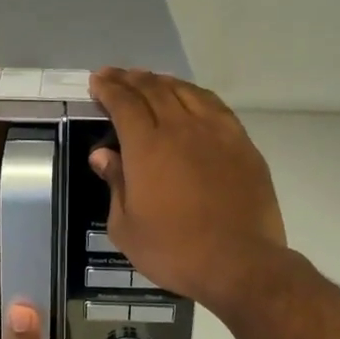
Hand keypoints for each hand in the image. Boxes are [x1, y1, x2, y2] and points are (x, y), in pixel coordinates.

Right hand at [87, 68, 287, 312]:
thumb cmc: (174, 250)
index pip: (123, 102)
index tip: (98, 81)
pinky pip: (214, 105)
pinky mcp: (242, 143)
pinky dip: (195, 94)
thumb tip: (103, 154)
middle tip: (117, 75)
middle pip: (153, 89)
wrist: (240, 263)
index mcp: (147, 145)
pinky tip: (191, 97)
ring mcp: (216, 132)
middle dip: (131, 78)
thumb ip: (114, 184)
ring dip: (163, 81)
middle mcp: (181, 127)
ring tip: (150, 80)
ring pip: (185, 92)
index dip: (108, 88)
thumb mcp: (126, 227)